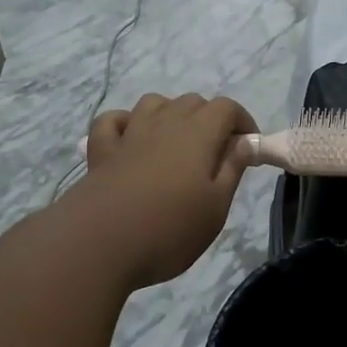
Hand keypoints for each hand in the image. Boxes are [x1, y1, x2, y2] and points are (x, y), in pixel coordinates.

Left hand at [81, 93, 257, 287]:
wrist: (98, 244)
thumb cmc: (169, 230)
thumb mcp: (215, 207)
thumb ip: (232, 169)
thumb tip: (245, 141)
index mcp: (198, 134)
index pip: (226, 108)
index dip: (242, 121)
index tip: (248, 148)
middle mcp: (164, 124)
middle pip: (192, 102)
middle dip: (210, 119)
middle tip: (216, 154)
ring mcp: (129, 134)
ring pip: (154, 104)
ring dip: (171, 114)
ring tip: (177, 143)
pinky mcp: (101, 150)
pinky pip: (113, 121)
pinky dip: (126, 123)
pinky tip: (131, 140)